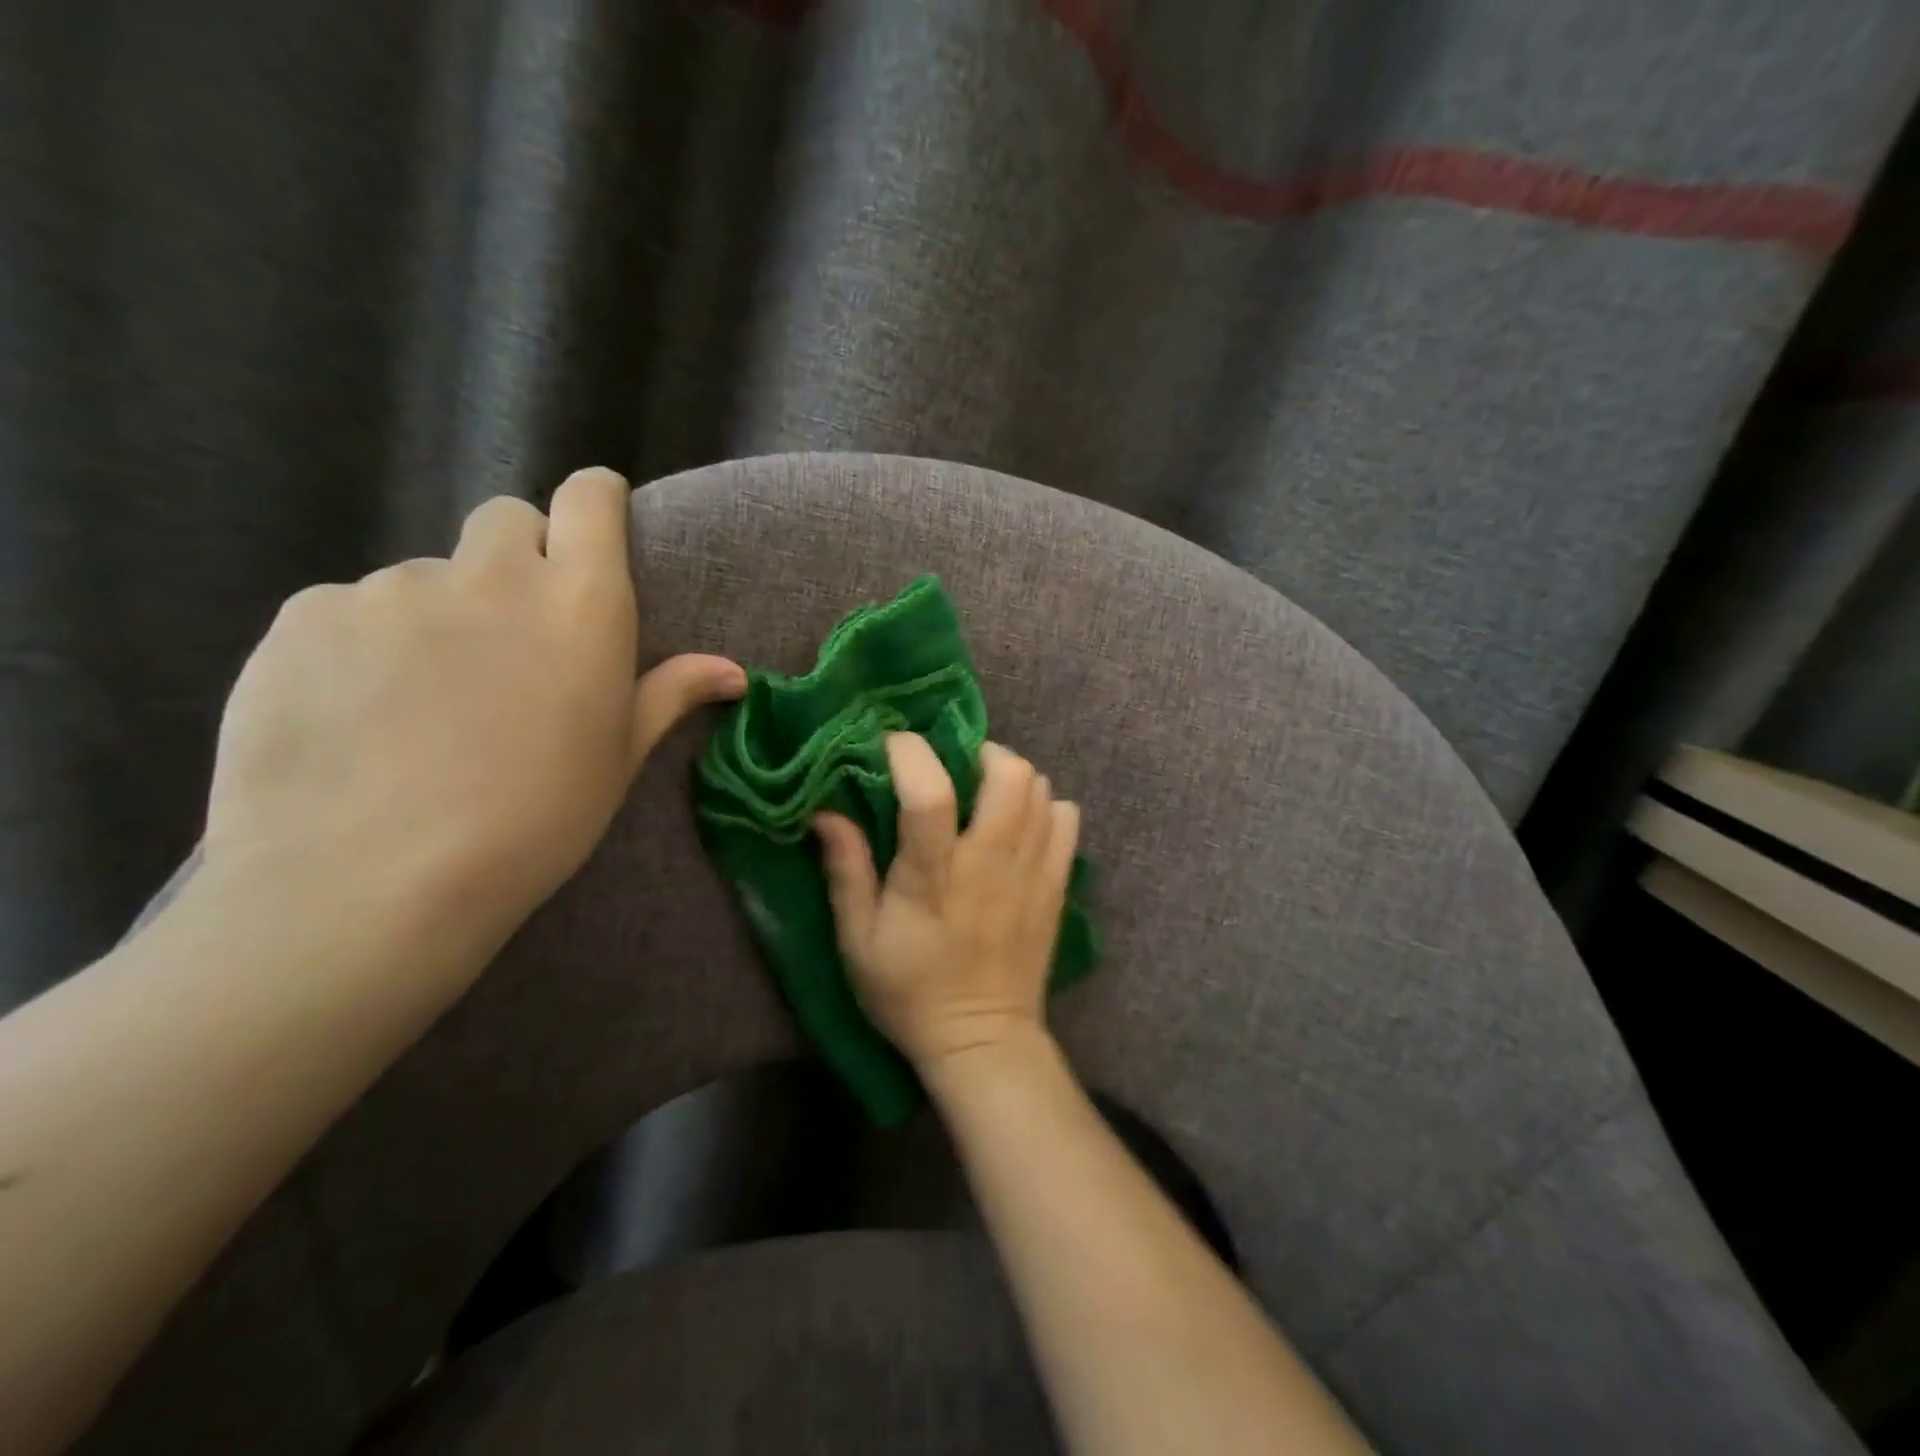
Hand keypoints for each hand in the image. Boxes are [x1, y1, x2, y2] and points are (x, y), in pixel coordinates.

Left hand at [203, 467, 744, 942]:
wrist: (372, 881)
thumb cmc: (534, 821)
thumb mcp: (617, 759)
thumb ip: (669, 694)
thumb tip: (735, 672)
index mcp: (582, 605)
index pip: (590, 498)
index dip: (595, 501)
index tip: (593, 528)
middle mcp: (492, 575)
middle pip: (508, 520)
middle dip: (518, 558)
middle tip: (512, 633)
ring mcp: (393, 587)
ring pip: (428, 576)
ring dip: (440, 614)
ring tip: (425, 700)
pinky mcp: (307, 614)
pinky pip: (350, 610)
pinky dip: (364, 645)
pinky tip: (360, 714)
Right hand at [813, 734, 1079, 1070]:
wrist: (983, 1040)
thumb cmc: (909, 992)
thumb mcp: (857, 940)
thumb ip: (846, 870)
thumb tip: (825, 811)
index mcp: (934, 877)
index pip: (930, 793)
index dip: (911, 753)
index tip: (892, 745)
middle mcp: (989, 863)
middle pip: (1008, 774)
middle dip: (977, 752)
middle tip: (953, 768)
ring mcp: (1031, 871)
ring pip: (1040, 788)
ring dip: (1009, 775)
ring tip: (983, 792)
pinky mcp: (1056, 884)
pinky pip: (1066, 818)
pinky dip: (1044, 805)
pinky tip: (1019, 823)